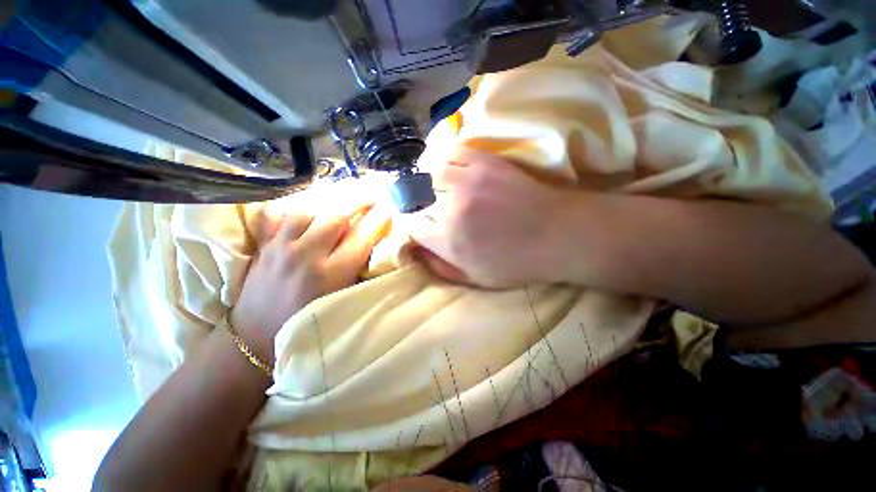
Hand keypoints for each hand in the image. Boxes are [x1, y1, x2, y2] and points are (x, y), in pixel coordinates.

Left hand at [231, 205, 388, 362]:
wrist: (256, 336)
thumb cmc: (307, 323)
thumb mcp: (342, 300)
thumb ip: (359, 271)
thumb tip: (374, 244)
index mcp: (331, 274)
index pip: (361, 237)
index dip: (378, 220)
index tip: (388, 209)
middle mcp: (307, 255)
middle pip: (336, 216)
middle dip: (359, 201)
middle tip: (373, 195)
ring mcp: (281, 247)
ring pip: (308, 209)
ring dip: (330, 200)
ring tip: (344, 197)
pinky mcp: (263, 244)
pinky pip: (275, 213)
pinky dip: (291, 205)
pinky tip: (305, 206)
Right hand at [408, 146, 573, 287]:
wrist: (558, 235)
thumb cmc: (517, 263)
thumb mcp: (475, 279)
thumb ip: (440, 267)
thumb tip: (415, 249)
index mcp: (449, 240)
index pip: (409, 224)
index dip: (411, 224)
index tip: (418, 225)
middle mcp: (451, 207)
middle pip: (413, 197)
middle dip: (414, 203)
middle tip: (422, 206)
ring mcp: (468, 179)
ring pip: (426, 171)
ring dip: (424, 180)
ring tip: (430, 185)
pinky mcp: (484, 161)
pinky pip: (450, 150)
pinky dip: (441, 158)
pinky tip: (444, 167)